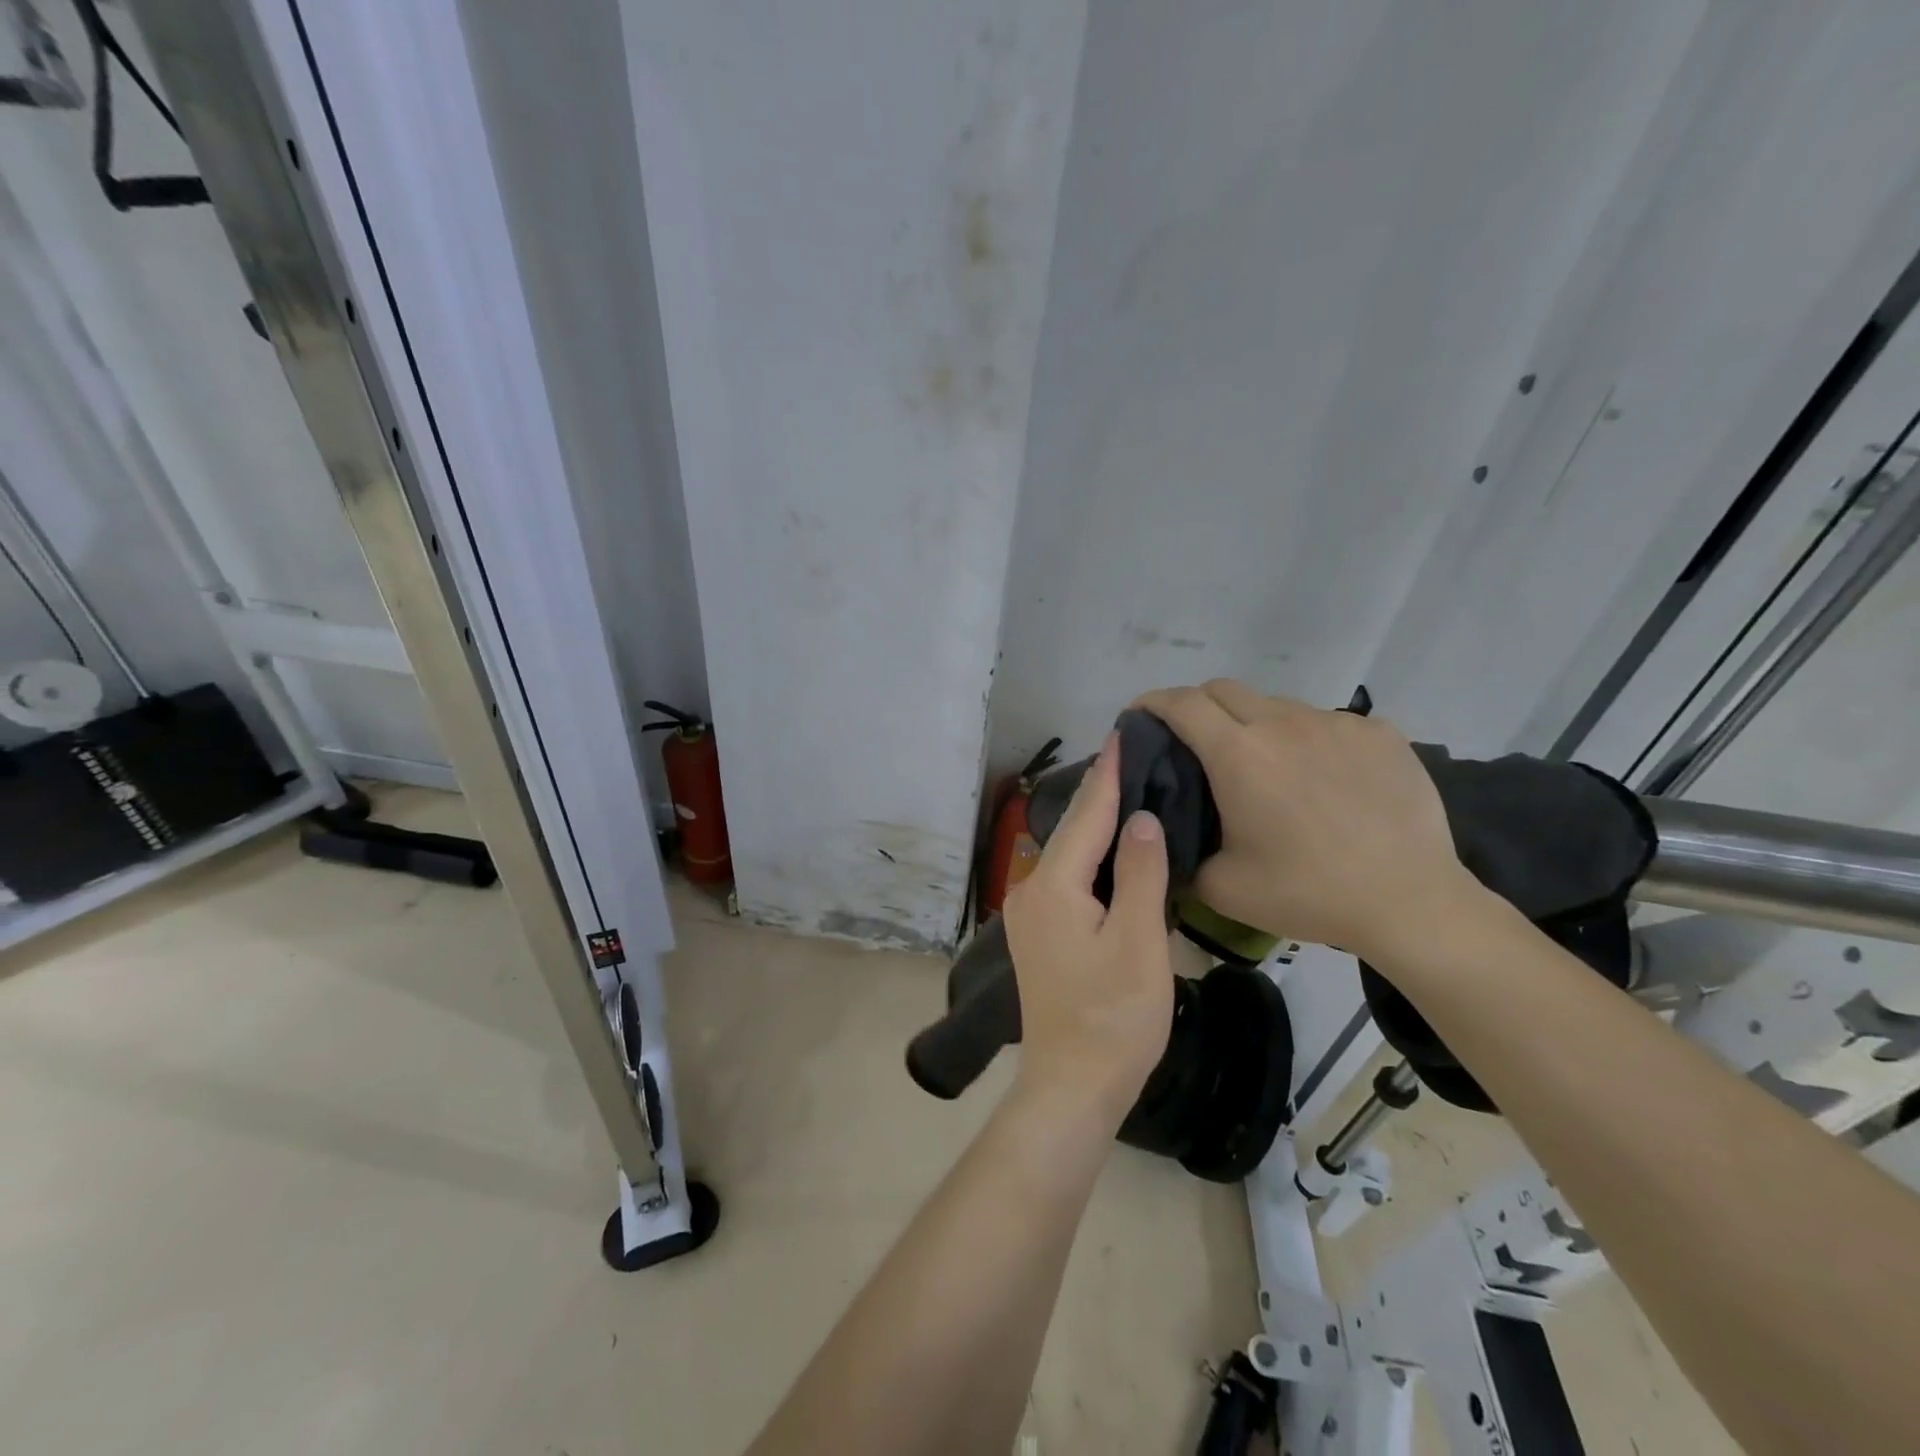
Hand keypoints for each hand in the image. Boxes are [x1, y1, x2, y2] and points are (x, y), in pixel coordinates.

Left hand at [1002, 732, 1173, 1121]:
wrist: (1072, 1085)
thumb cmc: (1114, 1017)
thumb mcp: (1138, 943)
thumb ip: (1139, 875)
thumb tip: (1140, 819)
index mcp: (1053, 887)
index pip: (1086, 817)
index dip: (1107, 776)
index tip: (1120, 734)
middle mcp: (1030, 890)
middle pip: (1072, 832)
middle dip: (1101, 794)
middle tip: (1132, 757)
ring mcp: (1029, 913)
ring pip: (1068, 855)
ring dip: (1095, 825)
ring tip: (1128, 792)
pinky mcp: (1038, 933)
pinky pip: (1066, 878)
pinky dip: (1090, 857)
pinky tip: (1111, 850)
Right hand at [1135, 680, 1476, 961]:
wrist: (1411, 902)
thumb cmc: (1309, 893)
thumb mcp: (1223, 888)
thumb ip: (1182, 853)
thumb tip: (1164, 836)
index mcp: (1239, 755)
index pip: (1182, 703)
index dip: (1152, 702)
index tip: (1139, 716)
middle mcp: (1283, 723)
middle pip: (1223, 689)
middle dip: (1196, 706)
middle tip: (1193, 742)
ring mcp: (1335, 723)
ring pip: (1276, 706)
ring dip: (1253, 725)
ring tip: (1265, 768)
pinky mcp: (1378, 733)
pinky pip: (1325, 723)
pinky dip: (1306, 740)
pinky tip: (1321, 780)